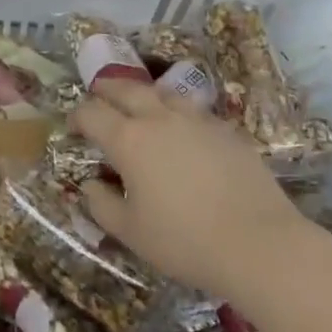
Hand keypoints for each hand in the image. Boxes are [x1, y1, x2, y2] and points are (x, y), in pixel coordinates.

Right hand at [73, 78, 311, 303]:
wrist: (258, 242)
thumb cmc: (184, 240)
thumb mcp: (130, 232)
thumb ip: (102, 205)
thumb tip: (90, 185)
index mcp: (129, 140)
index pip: (92, 113)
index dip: (77, 116)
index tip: (72, 126)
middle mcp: (160, 118)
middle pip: (127, 89)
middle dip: (107, 89)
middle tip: (98, 93)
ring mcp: (197, 120)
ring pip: (163, 93)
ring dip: (144, 93)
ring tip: (139, 102)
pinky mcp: (226, 130)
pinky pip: (193, 110)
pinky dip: (176, 111)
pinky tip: (181, 128)